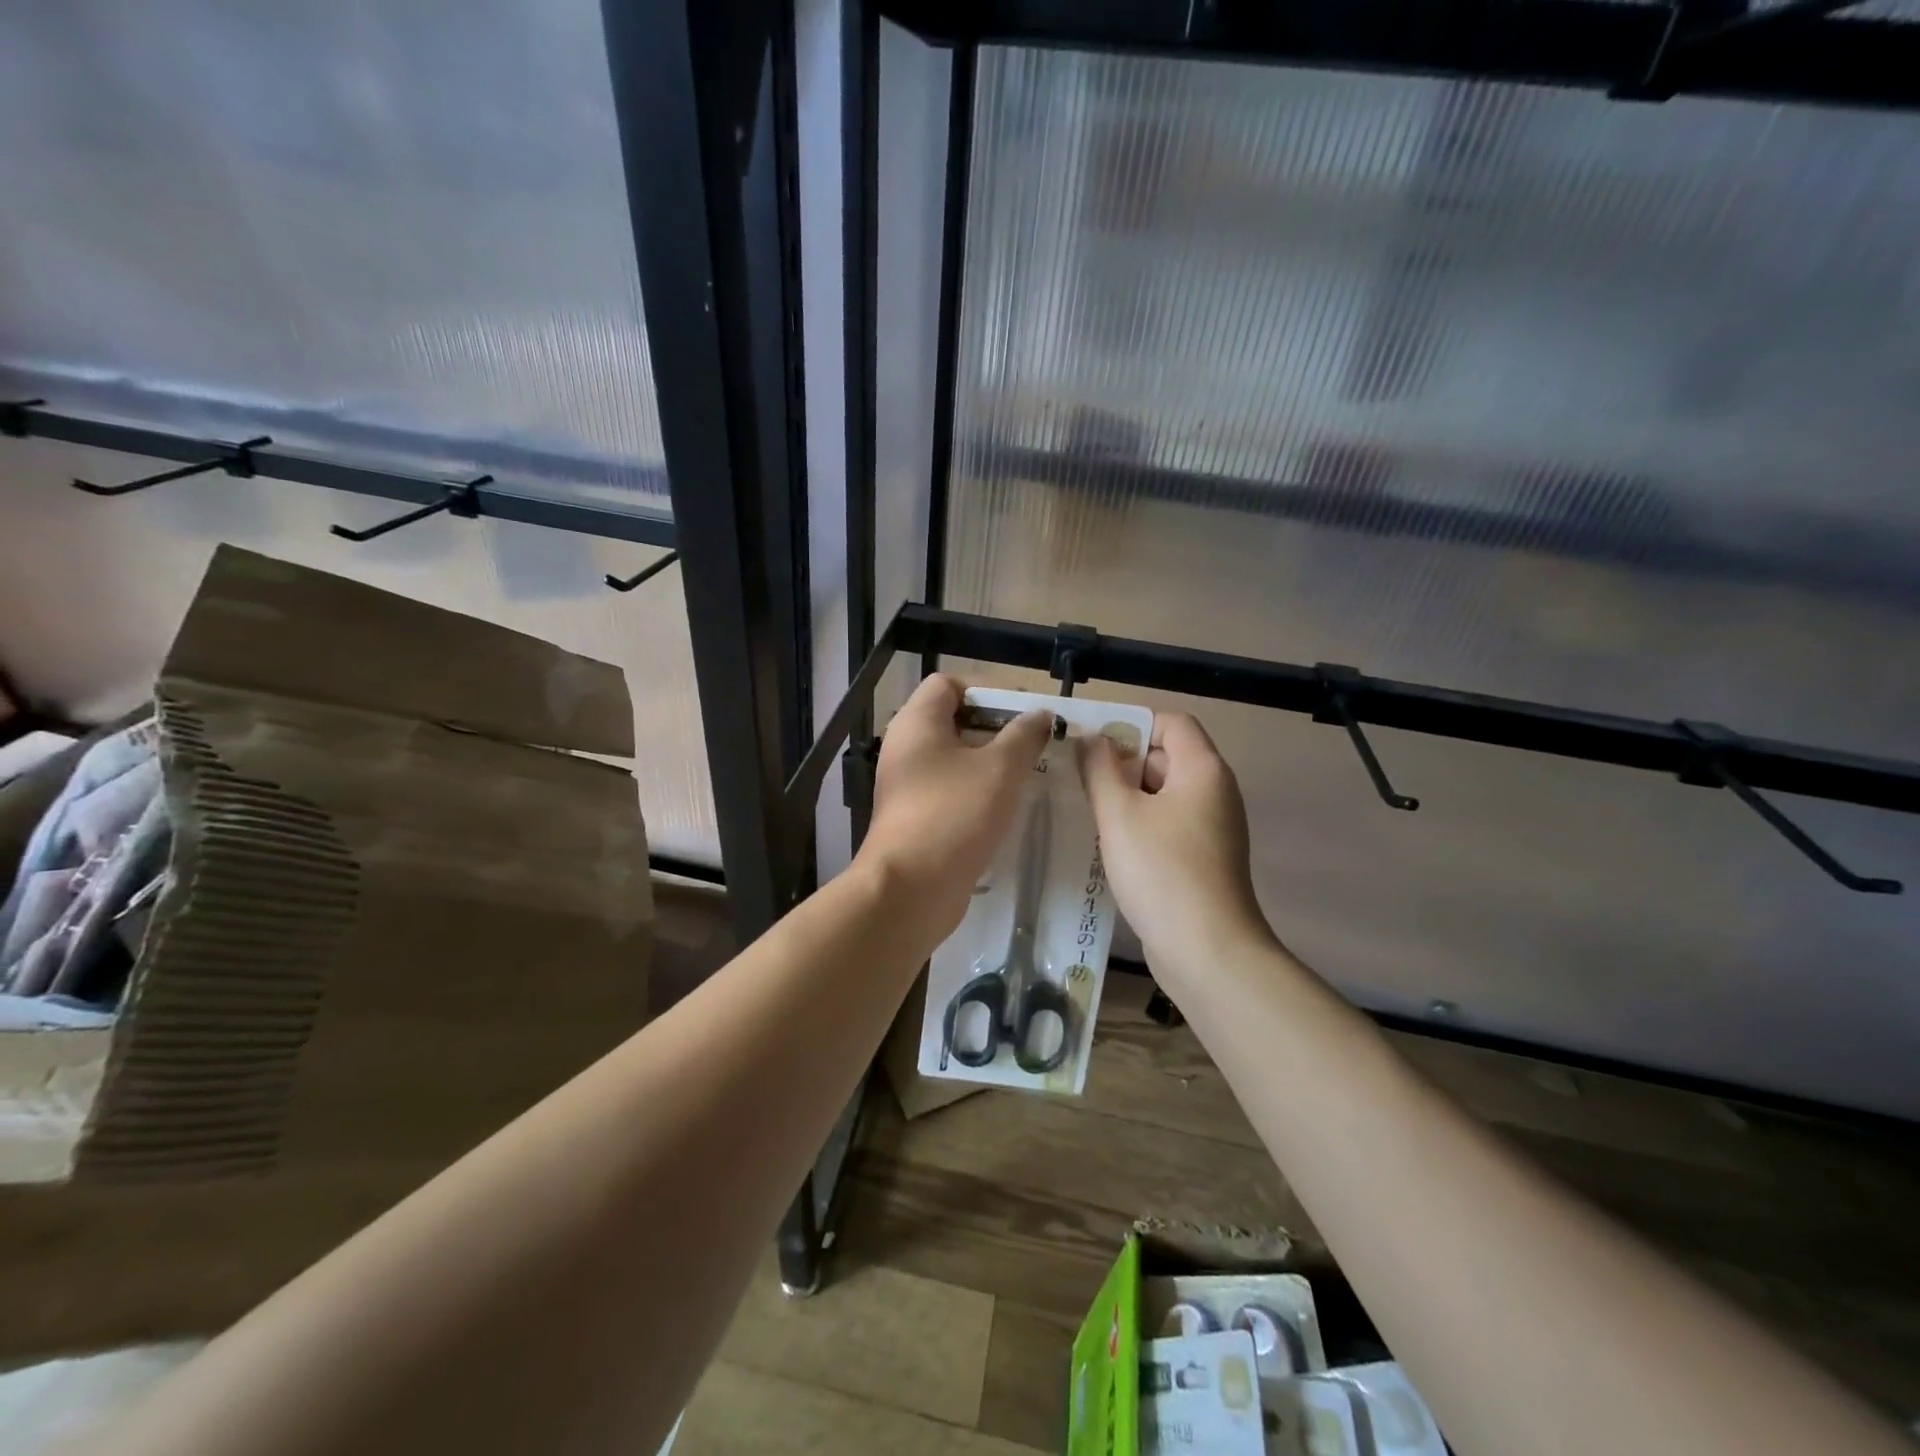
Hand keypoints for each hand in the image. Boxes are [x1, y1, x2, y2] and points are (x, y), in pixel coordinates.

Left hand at [856, 675, 1052, 938]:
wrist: (911, 889)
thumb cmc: (954, 814)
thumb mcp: (1000, 768)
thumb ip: (1024, 735)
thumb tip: (1039, 715)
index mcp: (917, 722)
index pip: (949, 684)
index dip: (988, 692)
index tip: (1023, 716)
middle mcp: (906, 748)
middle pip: (954, 722)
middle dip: (997, 731)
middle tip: (1035, 747)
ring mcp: (907, 785)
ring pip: (955, 761)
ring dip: (991, 766)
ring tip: (1028, 777)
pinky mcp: (915, 818)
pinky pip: (951, 792)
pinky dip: (977, 795)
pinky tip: (1007, 810)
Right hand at [1078, 711, 1274, 978]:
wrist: (1207, 951)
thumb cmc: (1161, 871)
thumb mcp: (1119, 814)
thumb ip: (1099, 769)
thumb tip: (1092, 738)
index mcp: (1202, 770)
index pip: (1171, 722)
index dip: (1130, 724)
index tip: (1091, 745)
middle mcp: (1214, 792)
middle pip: (1165, 757)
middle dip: (1120, 764)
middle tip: (1076, 779)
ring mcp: (1211, 828)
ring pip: (1162, 795)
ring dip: (1124, 798)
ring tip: (1084, 811)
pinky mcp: (1203, 859)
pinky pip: (1167, 825)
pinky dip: (1138, 826)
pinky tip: (1107, 845)